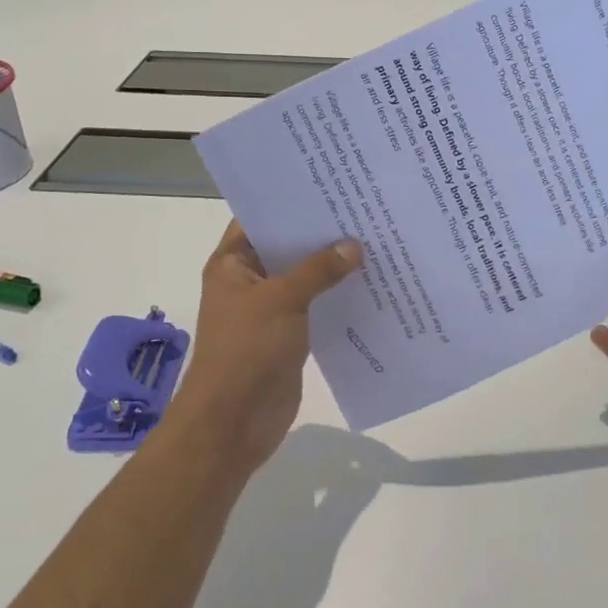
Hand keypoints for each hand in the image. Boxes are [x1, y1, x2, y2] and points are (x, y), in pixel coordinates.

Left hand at [164, 221, 360, 476]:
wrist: (233, 423)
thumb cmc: (246, 350)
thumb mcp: (281, 300)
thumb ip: (318, 270)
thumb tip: (354, 246)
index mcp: (232, 264)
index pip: (260, 219)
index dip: (289, 202)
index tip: (328, 184)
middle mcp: (249, 281)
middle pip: (287, 247)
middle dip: (320, 233)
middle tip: (362, 208)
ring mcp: (269, 309)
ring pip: (304, 278)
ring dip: (332, 266)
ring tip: (375, 239)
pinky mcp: (289, 334)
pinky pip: (316, 306)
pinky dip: (337, 295)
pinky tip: (370, 282)